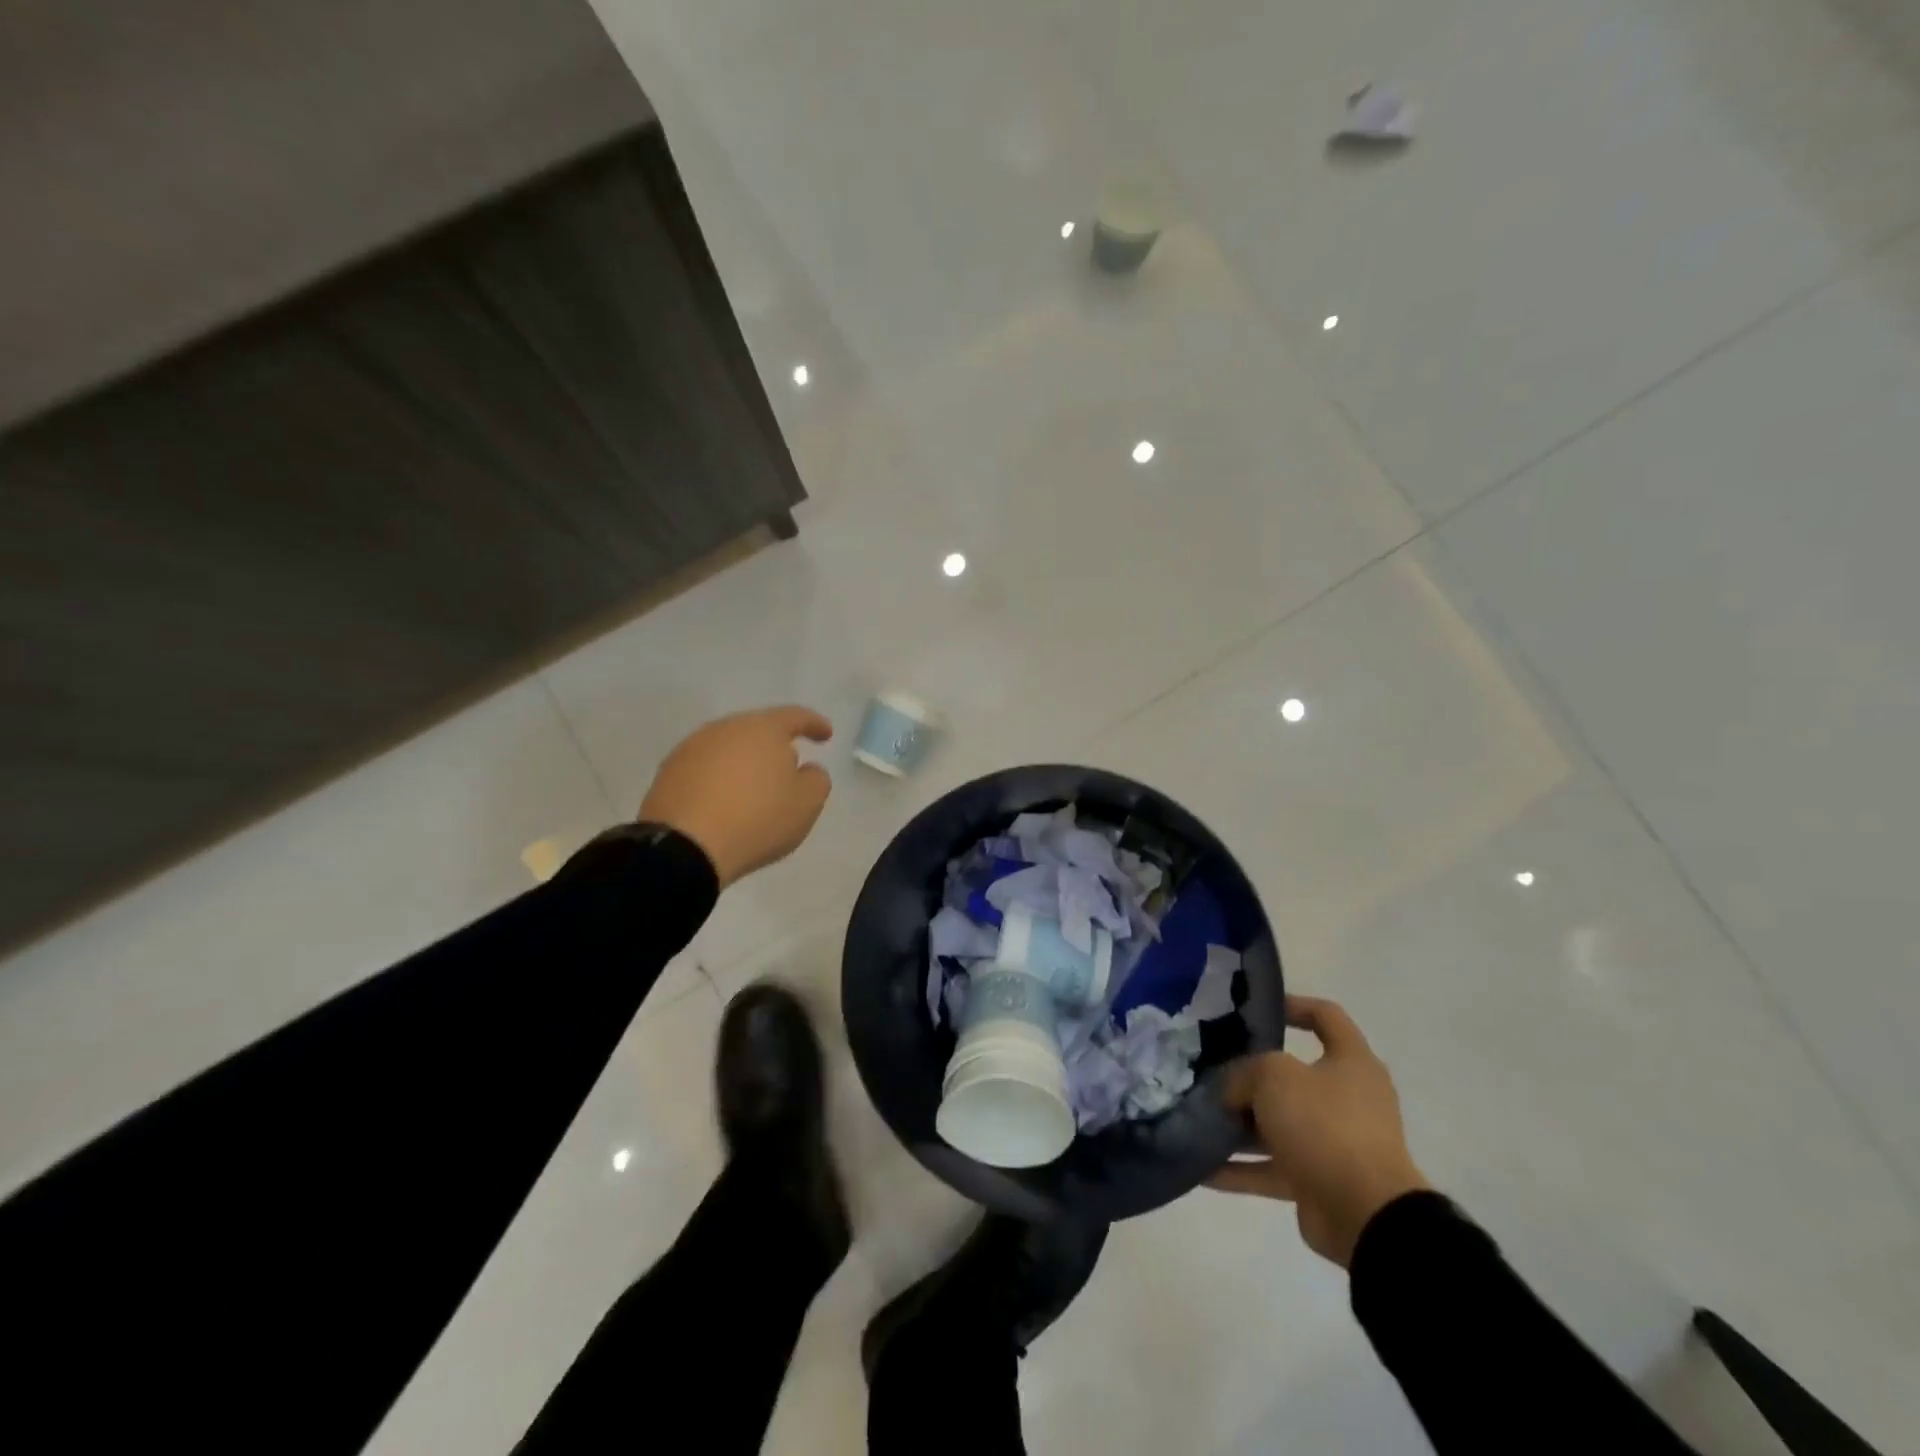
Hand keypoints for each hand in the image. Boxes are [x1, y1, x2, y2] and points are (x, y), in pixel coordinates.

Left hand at [638, 706, 833, 887]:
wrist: (684, 847)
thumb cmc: (757, 819)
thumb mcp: (807, 804)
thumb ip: (816, 780)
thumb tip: (806, 769)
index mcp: (763, 728)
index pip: (795, 716)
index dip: (814, 724)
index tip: (826, 735)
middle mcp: (726, 728)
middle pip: (758, 729)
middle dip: (776, 745)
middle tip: (790, 767)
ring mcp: (692, 748)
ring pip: (729, 748)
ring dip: (746, 763)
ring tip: (755, 788)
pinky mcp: (669, 772)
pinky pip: (706, 769)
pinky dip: (721, 779)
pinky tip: (725, 801)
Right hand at [1208, 995, 1428, 1267]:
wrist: (1367, 1216)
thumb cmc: (1325, 1125)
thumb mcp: (1274, 1076)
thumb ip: (1244, 1072)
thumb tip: (1232, 1091)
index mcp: (1351, 1062)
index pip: (1325, 1016)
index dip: (1292, 1005)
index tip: (1253, 1009)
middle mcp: (1347, 1098)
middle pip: (1291, 1075)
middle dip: (1249, 1075)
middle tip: (1210, 1068)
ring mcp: (1334, 1142)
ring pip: (1277, 1124)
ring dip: (1239, 1125)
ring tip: (1196, 1118)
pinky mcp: (1319, 1181)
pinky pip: (1271, 1168)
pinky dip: (1239, 1168)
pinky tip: (1200, 1168)